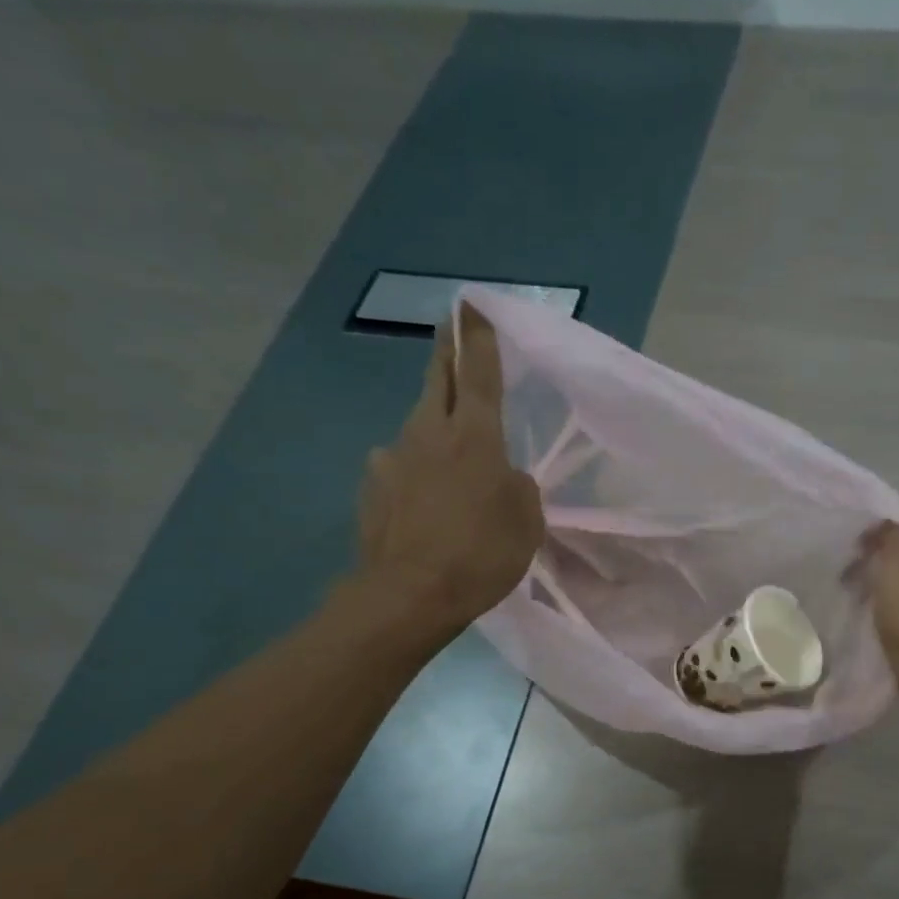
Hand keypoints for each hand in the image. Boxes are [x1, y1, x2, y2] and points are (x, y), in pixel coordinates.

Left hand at [354, 303, 544, 632]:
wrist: (409, 594)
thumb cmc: (481, 554)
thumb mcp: (526, 521)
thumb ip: (518, 487)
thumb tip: (502, 475)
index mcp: (474, 436)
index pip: (479, 372)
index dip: (478, 337)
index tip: (472, 304)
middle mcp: (428, 433)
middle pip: (436, 379)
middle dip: (445, 352)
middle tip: (450, 332)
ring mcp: (393, 458)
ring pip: (416, 425)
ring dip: (431, 423)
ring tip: (445, 446)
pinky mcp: (372, 487)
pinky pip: (398, 467)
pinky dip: (413, 471)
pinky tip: (421, 499)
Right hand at [862, 519, 898, 706]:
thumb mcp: (896, 563)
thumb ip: (891, 535)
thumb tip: (886, 527)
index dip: (887, 531)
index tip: (861, 548)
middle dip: (884, 557)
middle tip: (855, 572)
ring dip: (887, 581)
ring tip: (861, 593)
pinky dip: (896, 602)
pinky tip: (879, 613)